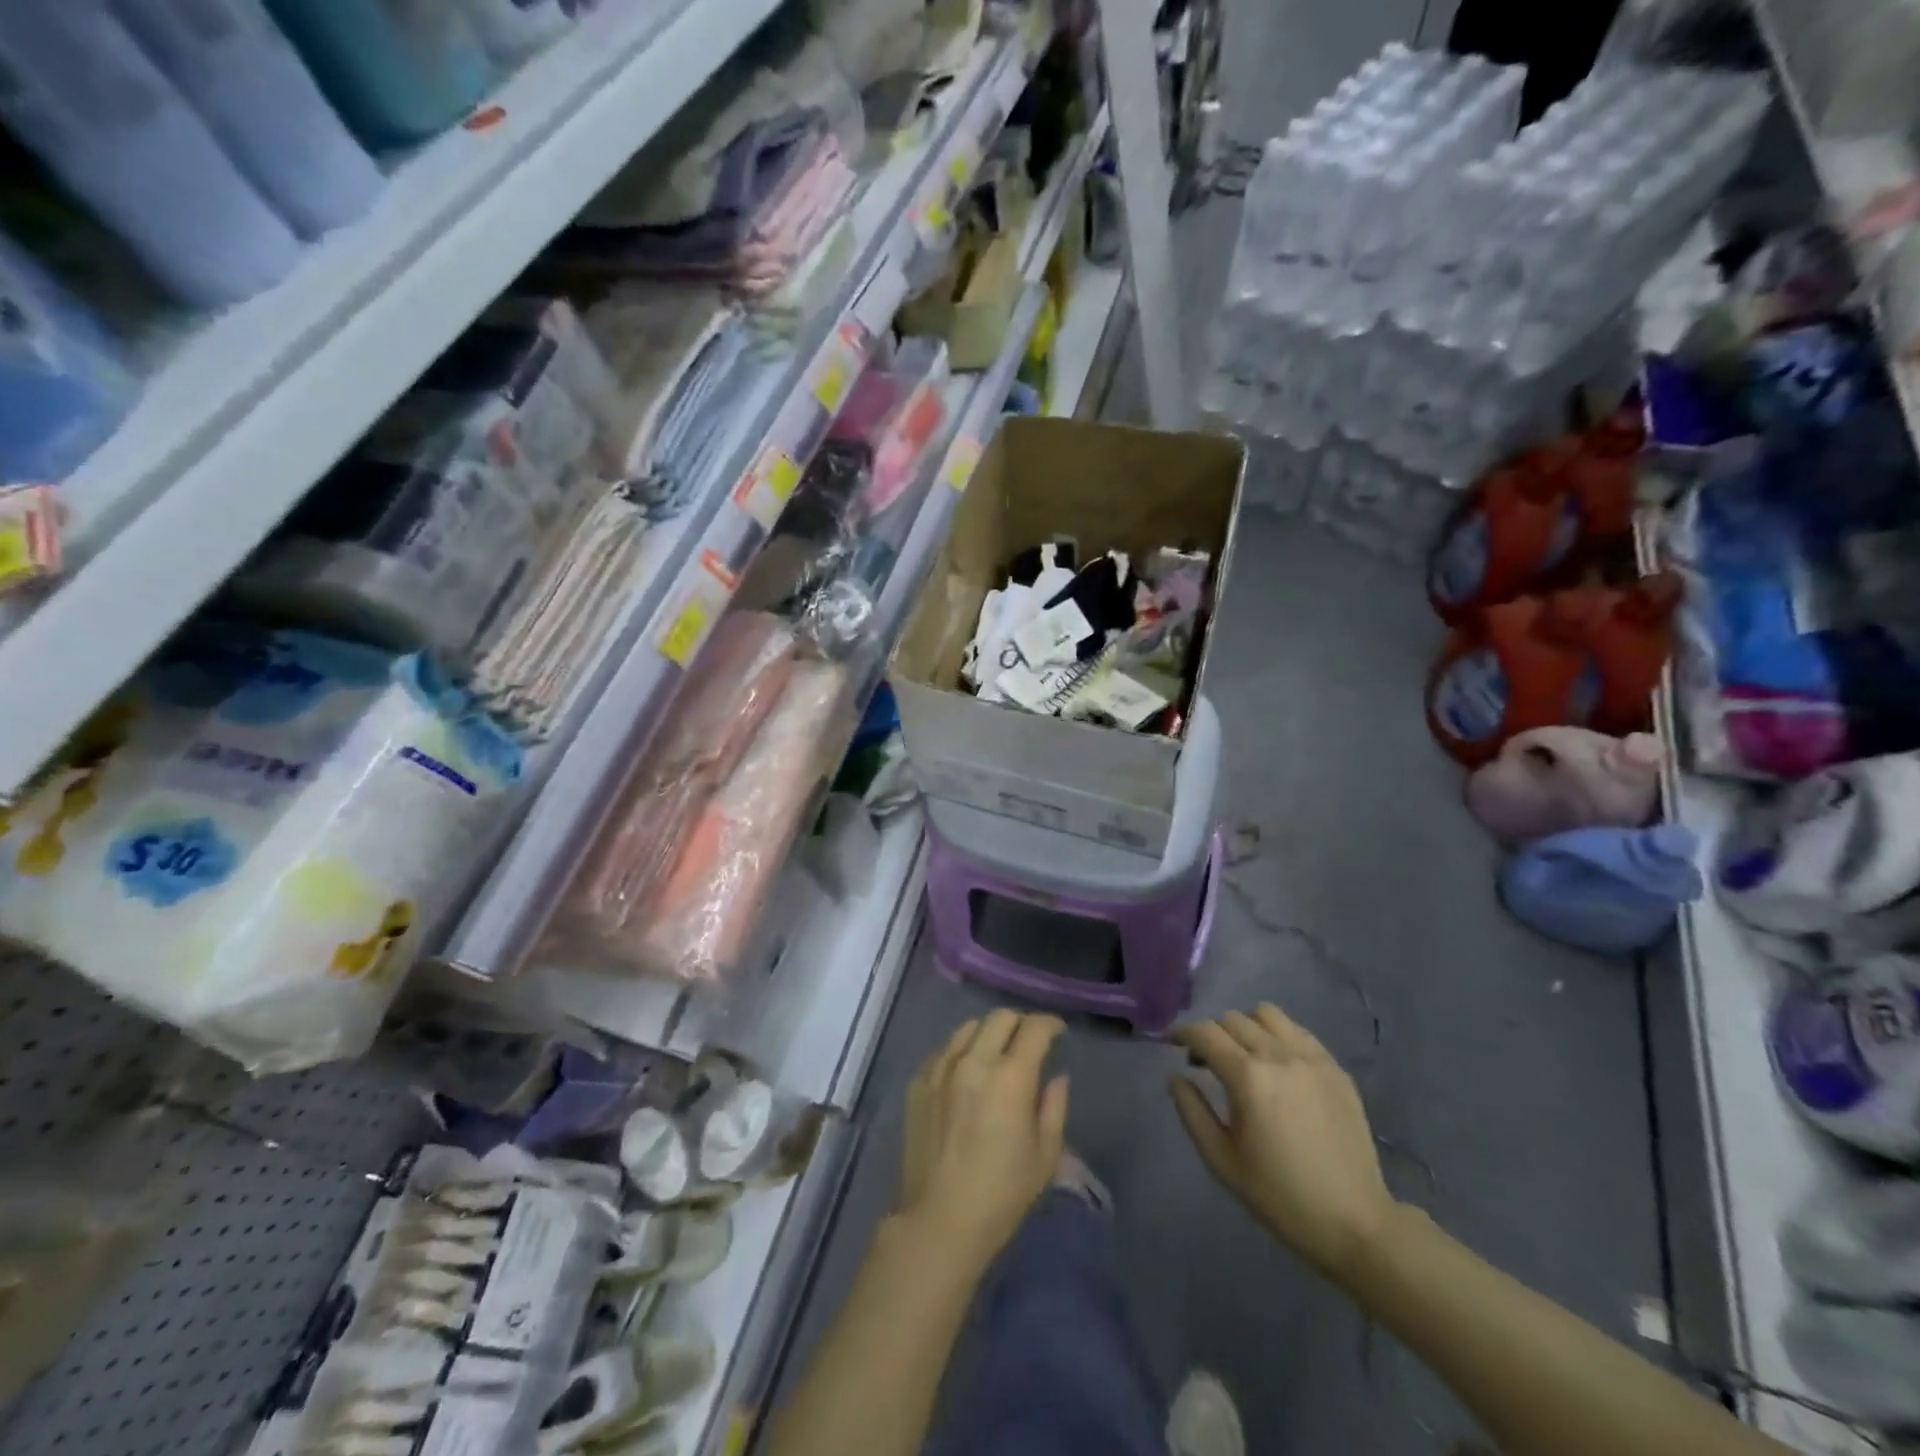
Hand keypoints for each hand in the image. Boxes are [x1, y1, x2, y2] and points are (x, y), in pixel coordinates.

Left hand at [897, 1010, 1068, 1274]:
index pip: (1034, 1029)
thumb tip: (1056, 1077)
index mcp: (1011, 1077)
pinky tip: (965, 1072)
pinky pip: (944, 1050)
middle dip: (1021, 1023)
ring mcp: (941, 1068)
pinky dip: (961, 1051)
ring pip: (969, 1028)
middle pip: (1000, 1018)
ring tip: (995, 1053)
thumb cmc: (1001, 1195)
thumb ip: (1053, 1107)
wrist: (939, 1221)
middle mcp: (974, 1061)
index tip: (1058, 1032)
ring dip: (989, 1033)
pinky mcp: (919, 1082)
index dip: (1050, 1024)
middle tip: (1029, 1042)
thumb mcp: (1044, 1156)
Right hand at [1170, 1004, 1396, 1284]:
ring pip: (1266, 1014)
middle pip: (1232, 1020)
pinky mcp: (1335, 1068)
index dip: (1181, 1033)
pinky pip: (1297, 1031)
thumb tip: (1175, 1076)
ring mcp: (1311, 1058)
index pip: (1204, 1033)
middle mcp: (1278, 1055)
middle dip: (1211, 1034)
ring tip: (1244, 1056)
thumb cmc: (1279, 1196)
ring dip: (1246, 1027)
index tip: (1171, 1044)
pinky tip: (1277, 1065)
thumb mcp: (1222, 1161)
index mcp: (1248, 1077)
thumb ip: (1191, 1111)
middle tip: (1206, 1063)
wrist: (1355, 1222)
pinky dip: (1278, 1035)